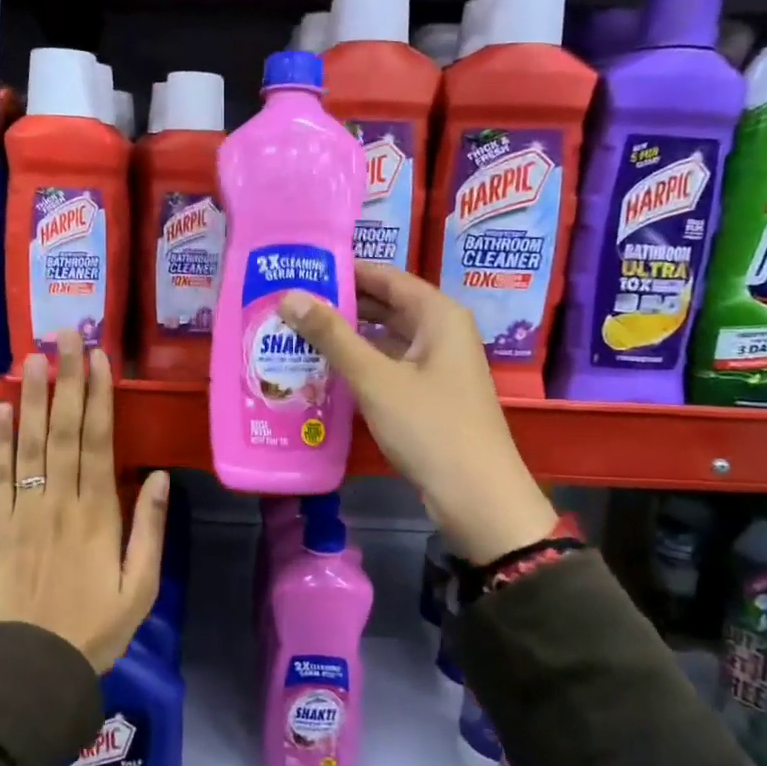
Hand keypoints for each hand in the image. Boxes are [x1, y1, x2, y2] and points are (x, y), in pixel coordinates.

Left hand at [0, 332, 169, 671]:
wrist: (34, 666)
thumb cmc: (96, 628)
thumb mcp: (141, 587)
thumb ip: (148, 529)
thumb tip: (156, 475)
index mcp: (98, 515)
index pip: (98, 442)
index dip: (98, 397)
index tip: (98, 359)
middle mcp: (59, 503)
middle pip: (62, 431)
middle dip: (66, 380)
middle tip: (65, 336)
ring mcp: (23, 511)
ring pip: (28, 445)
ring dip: (29, 398)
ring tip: (31, 357)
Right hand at [279, 263, 556, 564]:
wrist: (476, 495)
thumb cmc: (430, 427)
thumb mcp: (375, 378)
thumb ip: (332, 336)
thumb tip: (290, 296)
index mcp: (439, 316)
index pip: (386, 276)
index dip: (344, 270)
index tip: (301, 270)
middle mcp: (442, 333)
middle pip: (386, 306)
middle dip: (341, 305)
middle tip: (291, 305)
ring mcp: (438, 366)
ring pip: (387, 339)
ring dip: (348, 337)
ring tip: (298, 334)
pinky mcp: (431, 396)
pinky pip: (390, 367)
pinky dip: (362, 365)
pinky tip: (326, 371)